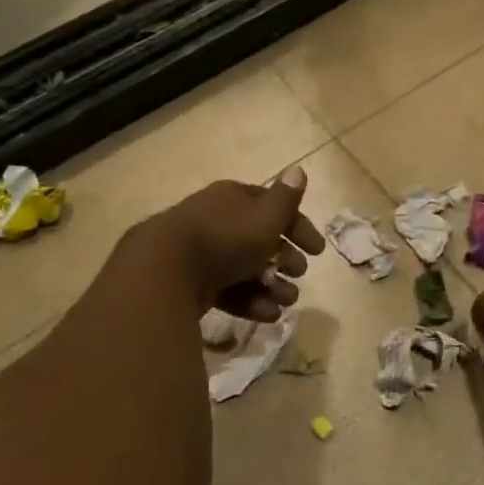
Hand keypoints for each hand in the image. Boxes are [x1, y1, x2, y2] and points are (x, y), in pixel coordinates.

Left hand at [134, 165, 325, 321]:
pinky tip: (267, 315)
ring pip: (245, 268)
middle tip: (300, 274)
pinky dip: (250, 301)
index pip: (272, 207)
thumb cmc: (225, 238)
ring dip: (272, 285)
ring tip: (287, 302)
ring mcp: (202, 253)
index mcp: (233, 199)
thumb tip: (298, 169)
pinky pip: (228, 291)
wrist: (165, 271)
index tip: (318, 250)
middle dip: (285, 259)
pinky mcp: (192, 283)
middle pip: (259, 240)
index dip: (298, 226)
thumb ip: (286, 198)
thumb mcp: (265, 216)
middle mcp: (217, 221)